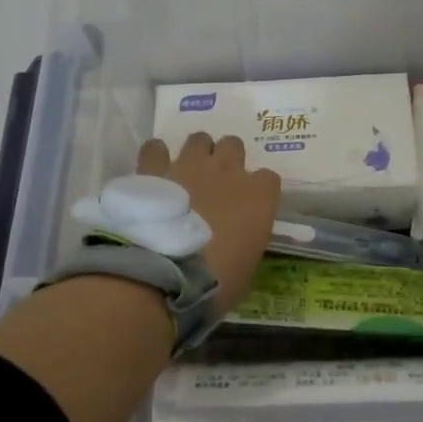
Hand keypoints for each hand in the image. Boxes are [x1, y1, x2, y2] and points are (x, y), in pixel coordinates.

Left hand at [137, 134, 279, 310]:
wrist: (164, 275)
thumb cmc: (216, 281)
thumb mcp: (247, 268)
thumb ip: (247, 241)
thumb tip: (238, 241)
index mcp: (259, 196)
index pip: (269, 178)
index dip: (259, 191)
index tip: (250, 207)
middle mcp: (228, 171)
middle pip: (234, 146)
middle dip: (227, 160)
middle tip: (216, 183)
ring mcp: (190, 165)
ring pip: (199, 139)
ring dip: (196, 153)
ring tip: (186, 173)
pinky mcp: (155, 169)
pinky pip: (156, 148)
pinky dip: (156, 157)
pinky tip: (153, 172)